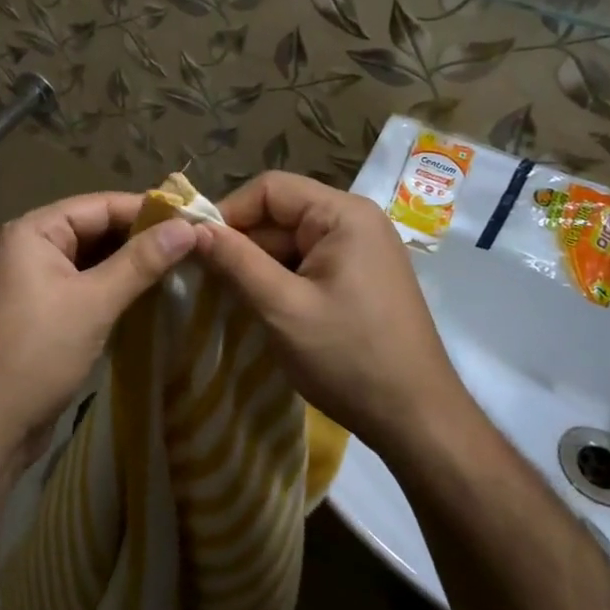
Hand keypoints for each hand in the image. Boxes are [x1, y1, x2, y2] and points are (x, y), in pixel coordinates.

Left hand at [0, 192, 195, 473]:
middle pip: (98, 229)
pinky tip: (153, 294)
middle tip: (195, 244)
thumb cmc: (37, 353)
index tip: (195, 219)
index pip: (101, 205)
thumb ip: (140, 262)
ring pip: (95, 259)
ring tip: (184, 265)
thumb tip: (188, 227)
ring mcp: (39, 280)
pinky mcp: (47, 311)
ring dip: (133, 263)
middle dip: (143, 237)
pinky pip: (89, 285)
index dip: (148, 210)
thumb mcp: (93, 303)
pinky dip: (118, 287)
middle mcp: (34, 247)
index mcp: (36, 231)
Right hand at [194, 170, 473, 454]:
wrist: (418, 420)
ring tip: (228, 297)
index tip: (195, 247)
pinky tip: (262, 308)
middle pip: (281, 214)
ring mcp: (361, 251)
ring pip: (291, 242)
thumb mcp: (283, 308)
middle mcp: (355, 221)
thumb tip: (192, 228)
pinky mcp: (360, 278)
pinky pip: (308, 263)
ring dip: (259, 266)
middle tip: (205, 279)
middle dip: (242, 244)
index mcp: (343, 214)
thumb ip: (236, 262)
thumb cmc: (349, 357)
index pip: (270, 189)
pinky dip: (281, 281)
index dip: (228, 212)